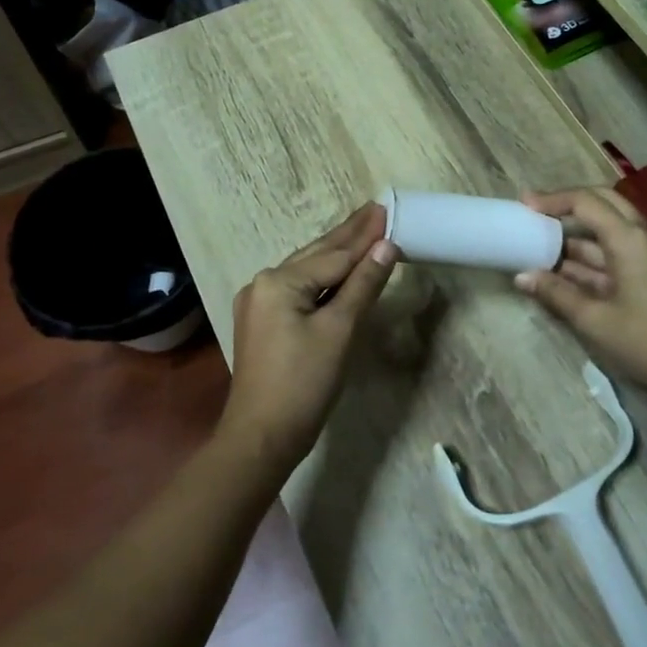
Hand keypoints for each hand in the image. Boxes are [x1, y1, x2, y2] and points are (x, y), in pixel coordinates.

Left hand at [220, 203, 398, 476]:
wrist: (261, 438)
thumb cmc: (303, 384)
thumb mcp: (339, 331)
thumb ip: (362, 285)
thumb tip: (386, 246)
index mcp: (279, 281)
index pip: (334, 255)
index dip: (364, 235)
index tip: (385, 208)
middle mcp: (264, 283)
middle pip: (317, 255)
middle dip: (349, 235)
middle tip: (375, 209)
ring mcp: (259, 303)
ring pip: (307, 271)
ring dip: (337, 254)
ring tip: (363, 231)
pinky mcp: (263, 322)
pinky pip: (299, 289)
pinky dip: (323, 279)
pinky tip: (339, 271)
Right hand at [513, 187, 646, 401]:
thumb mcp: (595, 320)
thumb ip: (557, 294)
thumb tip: (522, 276)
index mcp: (630, 239)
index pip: (586, 202)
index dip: (553, 200)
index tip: (524, 205)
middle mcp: (643, 234)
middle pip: (602, 202)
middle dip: (568, 205)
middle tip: (535, 213)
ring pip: (610, 227)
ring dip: (578, 233)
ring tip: (542, 243)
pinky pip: (619, 247)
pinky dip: (592, 253)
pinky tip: (567, 268)